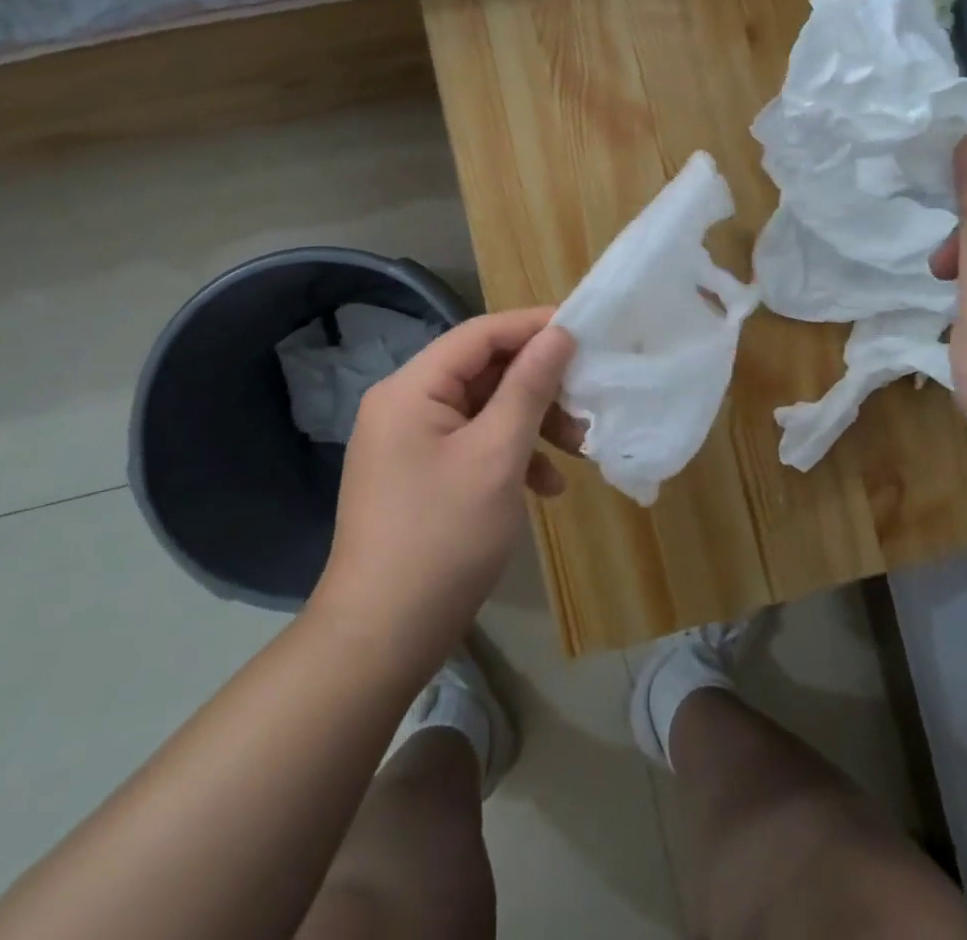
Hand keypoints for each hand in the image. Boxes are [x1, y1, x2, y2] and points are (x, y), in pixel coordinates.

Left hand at [310, 308, 575, 678]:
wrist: (380, 639)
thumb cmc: (443, 539)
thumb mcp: (497, 456)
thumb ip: (529, 388)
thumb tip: (559, 334)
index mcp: (411, 389)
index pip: (479, 335)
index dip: (533, 327)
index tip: (584, 331)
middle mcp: (403, 405)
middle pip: (482, 372)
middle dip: (538, 386)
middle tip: (586, 402)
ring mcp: (407, 443)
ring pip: (482, 410)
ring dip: (531, 423)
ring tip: (577, 449)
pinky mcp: (417, 475)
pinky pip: (471, 445)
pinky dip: (509, 455)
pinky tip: (545, 487)